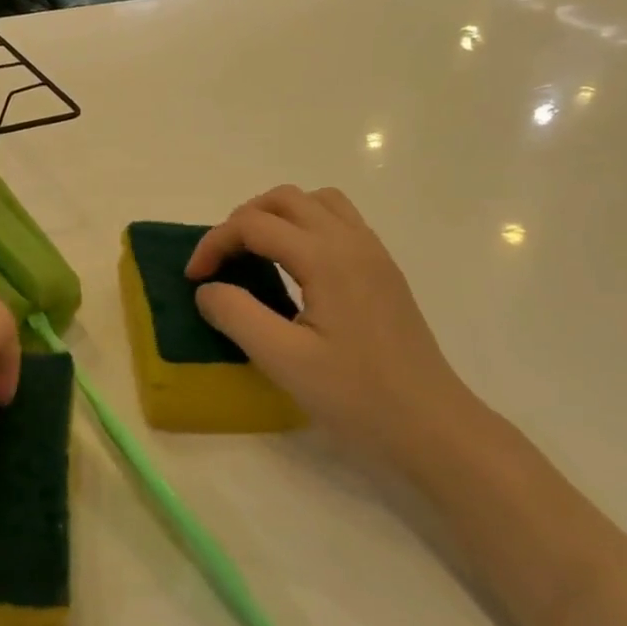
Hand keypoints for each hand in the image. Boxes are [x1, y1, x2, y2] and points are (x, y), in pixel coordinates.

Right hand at [187, 185, 477, 463]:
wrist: (432, 426)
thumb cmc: (356, 396)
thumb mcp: (283, 360)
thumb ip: (237, 315)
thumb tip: (208, 289)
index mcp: (326, 258)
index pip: (254, 225)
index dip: (214, 244)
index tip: (194, 279)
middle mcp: (352, 242)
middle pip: (285, 199)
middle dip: (242, 221)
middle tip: (221, 262)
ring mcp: (374, 254)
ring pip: (317, 202)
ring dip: (277, 216)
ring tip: (255, 254)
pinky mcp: (384, 271)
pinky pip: (340, 221)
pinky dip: (306, 227)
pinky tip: (296, 268)